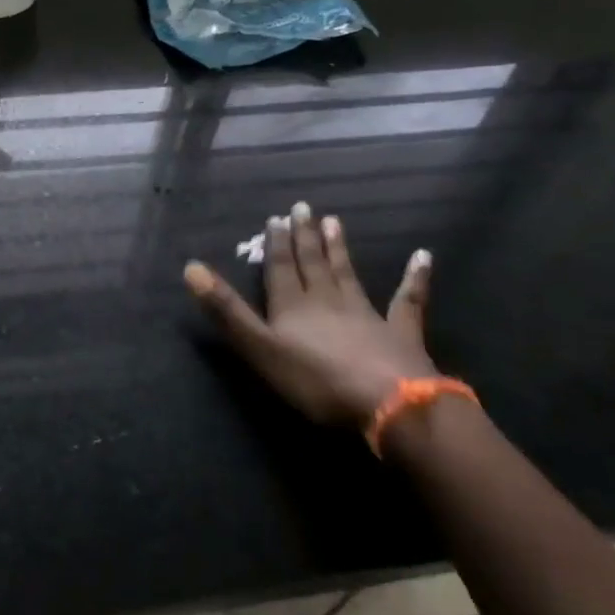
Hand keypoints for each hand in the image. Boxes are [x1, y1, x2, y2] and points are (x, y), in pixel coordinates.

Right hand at [184, 203, 436, 427]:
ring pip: (348, 275)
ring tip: (335, 221)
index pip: (281, 269)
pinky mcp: (401, 335)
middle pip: (313, 264)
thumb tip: (190, 268)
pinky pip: (408, 301)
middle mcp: (327, 302)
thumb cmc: (318, 381)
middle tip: (303, 208)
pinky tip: (424, 257)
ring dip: (339, 249)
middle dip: (304, 237)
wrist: (391, 406)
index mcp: (293, 307)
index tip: (275, 217)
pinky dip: (415, 279)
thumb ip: (227, 311)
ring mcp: (367, 315)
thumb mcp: (260, 348)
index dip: (276, 245)